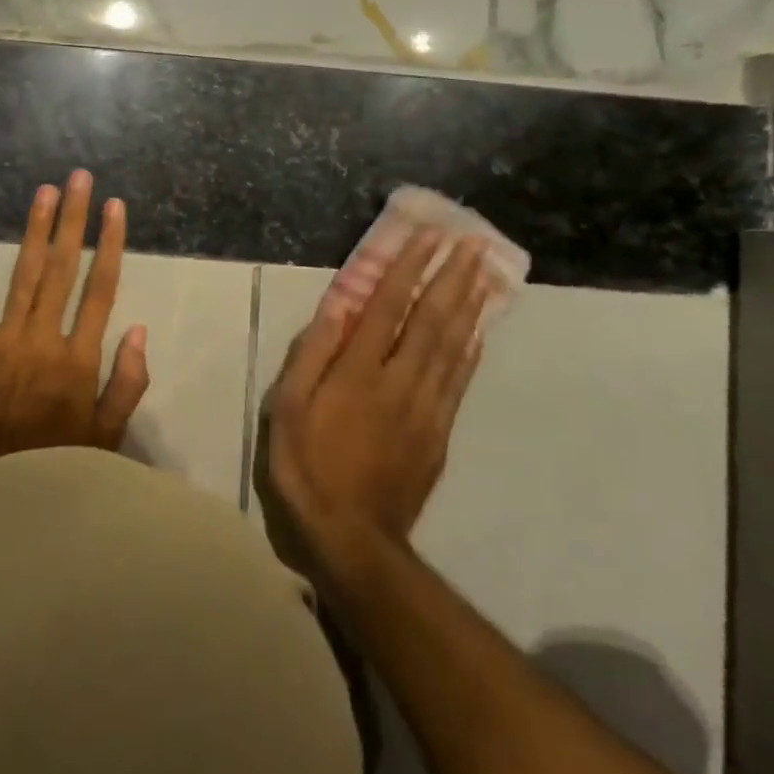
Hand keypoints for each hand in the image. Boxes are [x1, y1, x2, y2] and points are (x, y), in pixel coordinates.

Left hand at [0, 171, 149, 469]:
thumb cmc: (60, 468)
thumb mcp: (109, 437)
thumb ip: (126, 383)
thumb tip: (136, 328)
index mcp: (80, 359)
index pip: (100, 289)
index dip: (110, 244)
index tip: (115, 208)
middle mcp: (44, 340)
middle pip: (63, 269)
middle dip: (74, 220)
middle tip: (80, 180)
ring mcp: (3, 343)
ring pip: (24, 274)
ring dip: (36, 230)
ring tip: (45, 192)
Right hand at [266, 231, 493, 554]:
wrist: (351, 535)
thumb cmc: (306, 465)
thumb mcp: (287, 408)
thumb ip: (312, 355)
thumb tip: (337, 308)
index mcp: (357, 372)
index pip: (387, 307)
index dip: (407, 269)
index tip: (427, 237)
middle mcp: (398, 381)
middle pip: (430, 320)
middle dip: (451, 278)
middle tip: (471, 242)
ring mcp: (425, 408)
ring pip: (452, 347)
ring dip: (469, 306)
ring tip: (485, 273)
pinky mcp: (438, 433)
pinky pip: (459, 382)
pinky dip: (471, 351)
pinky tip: (478, 331)